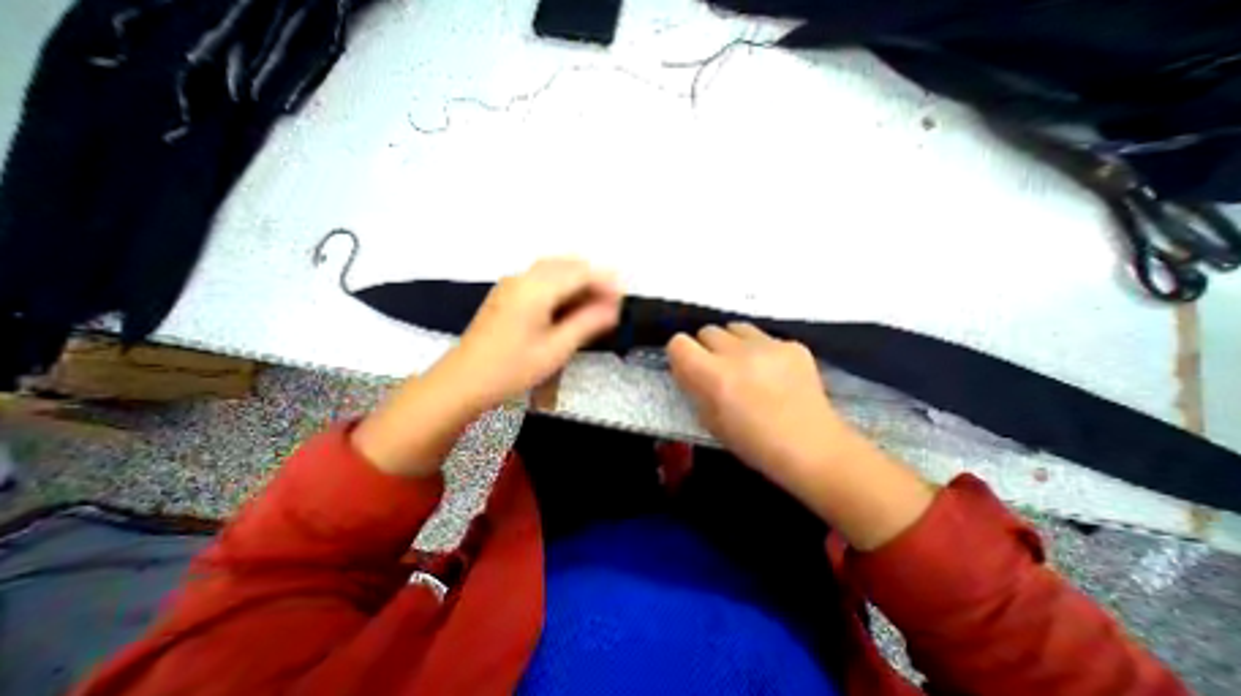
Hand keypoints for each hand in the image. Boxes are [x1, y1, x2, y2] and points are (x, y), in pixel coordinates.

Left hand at [442, 258, 625, 411]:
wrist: (463, 381)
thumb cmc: (512, 368)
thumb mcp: (556, 349)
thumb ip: (587, 323)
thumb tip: (613, 308)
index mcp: (536, 289)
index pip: (580, 273)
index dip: (605, 281)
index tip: (623, 296)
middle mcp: (523, 278)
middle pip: (566, 265)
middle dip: (592, 278)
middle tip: (610, 302)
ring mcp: (511, 284)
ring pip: (552, 269)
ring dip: (576, 280)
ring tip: (594, 303)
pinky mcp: (505, 294)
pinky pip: (540, 278)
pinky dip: (560, 285)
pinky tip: (567, 304)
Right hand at [670, 323, 852, 479]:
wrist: (812, 447)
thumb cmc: (753, 443)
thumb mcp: (710, 421)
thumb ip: (694, 388)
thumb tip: (687, 368)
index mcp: (714, 376)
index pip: (678, 343)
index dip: (680, 354)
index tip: (688, 367)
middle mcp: (738, 353)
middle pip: (707, 330)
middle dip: (706, 348)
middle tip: (718, 369)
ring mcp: (769, 345)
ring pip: (735, 327)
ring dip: (732, 343)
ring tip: (745, 365)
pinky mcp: (793, 345)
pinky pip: (765, 337)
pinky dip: (761, 350)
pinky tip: (774, 372)